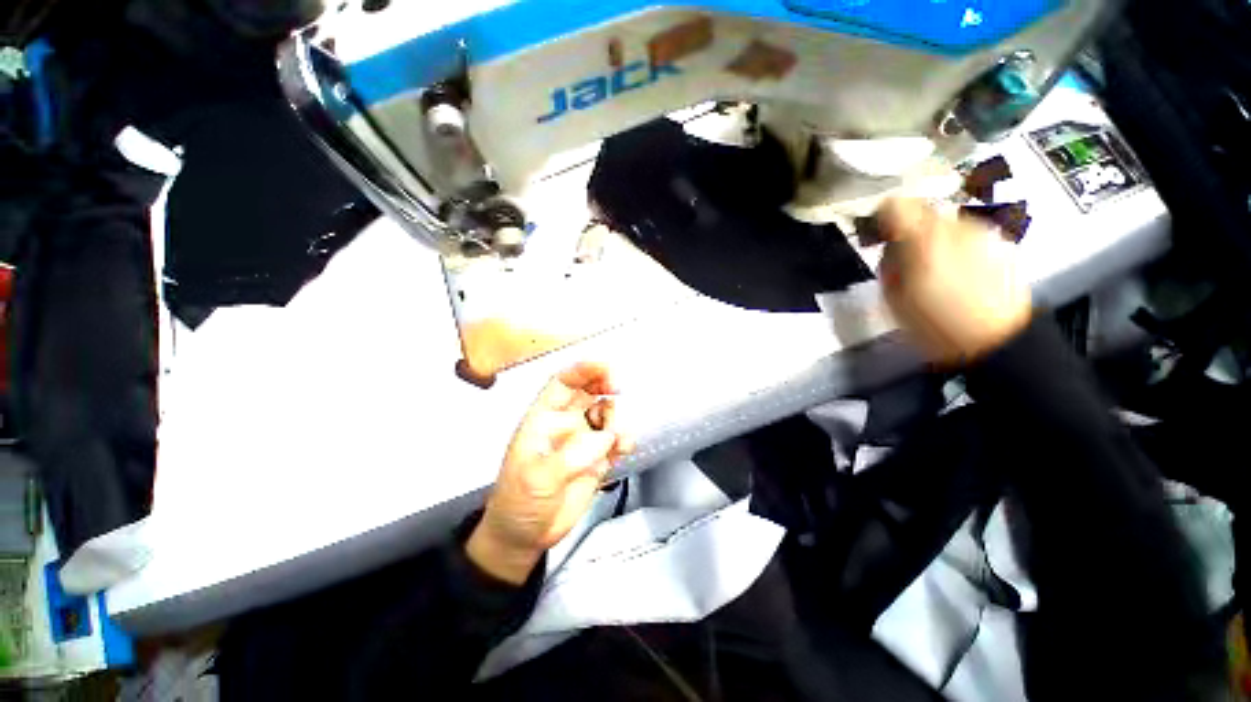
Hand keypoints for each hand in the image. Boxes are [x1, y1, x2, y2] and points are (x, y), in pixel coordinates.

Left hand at [466, 363, 634, 583]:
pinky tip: (624, 448)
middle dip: (606, 383)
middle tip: (618, 388)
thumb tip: (604, 438)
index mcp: (544, 418)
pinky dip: (625, 438)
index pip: (564, 383)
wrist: (526, 537)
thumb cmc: (519, 502)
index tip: (607, 368)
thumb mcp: (536, 479)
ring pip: (607, 413)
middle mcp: (566, 423)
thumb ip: (570, 457)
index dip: (584, 369)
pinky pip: (617, 439)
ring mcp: (583, 440)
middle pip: (590, 390)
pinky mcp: (598, 458)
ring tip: (616, 438)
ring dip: (617, 417)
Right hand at [877, 198, 1032, 365]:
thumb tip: (889, 244)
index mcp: (923, 240)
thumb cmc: (935, 323)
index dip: (878, 219)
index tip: (874, 239)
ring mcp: (981, 232)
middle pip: (920, 212)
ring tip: (931, 270)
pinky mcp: (998, 241)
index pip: (894, 205)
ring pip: (943, 223)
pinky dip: (953, 245)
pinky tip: (956, 272)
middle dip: (906, 232)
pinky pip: (964, 234)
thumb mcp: (895, 297)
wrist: (998, 339)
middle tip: (902, 261)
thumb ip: (888, 262)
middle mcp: (955, 226)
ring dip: (930, 239)